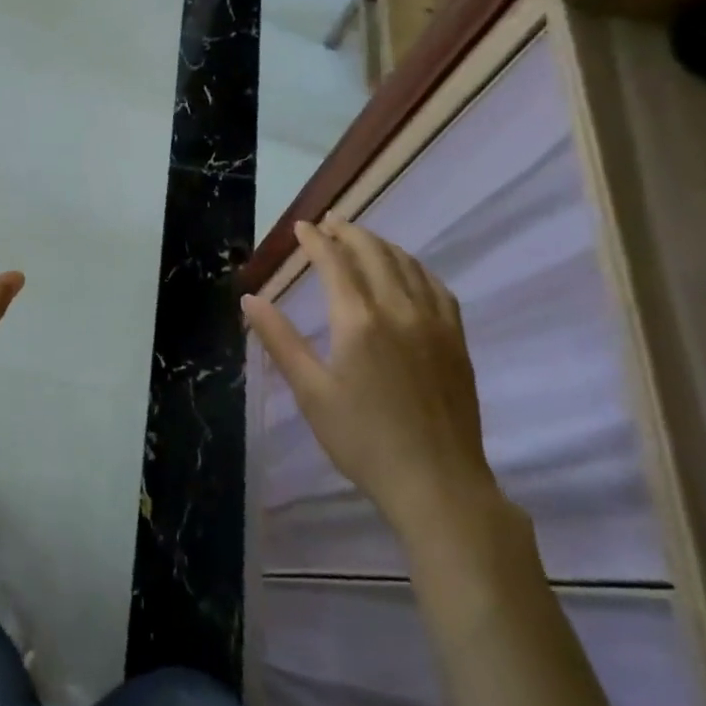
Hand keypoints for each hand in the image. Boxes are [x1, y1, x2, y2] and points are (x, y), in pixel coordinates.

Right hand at [242, 217, 501, 546]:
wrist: (437, 484)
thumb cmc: (363, 440)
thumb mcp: (310, 392)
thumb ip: (280, 339)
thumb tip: (250, 299)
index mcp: (358, 320)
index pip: (333, 262)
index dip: (315, 240)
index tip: (301, 227)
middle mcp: (398, 309)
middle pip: (373, 253)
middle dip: (348, 232)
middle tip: (329, 222)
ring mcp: (433, 322)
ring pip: (407, 264)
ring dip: (381, 244)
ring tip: (362, 239)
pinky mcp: (455, 340)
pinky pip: (437, 287)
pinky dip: (416, 267)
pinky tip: (409, 271)